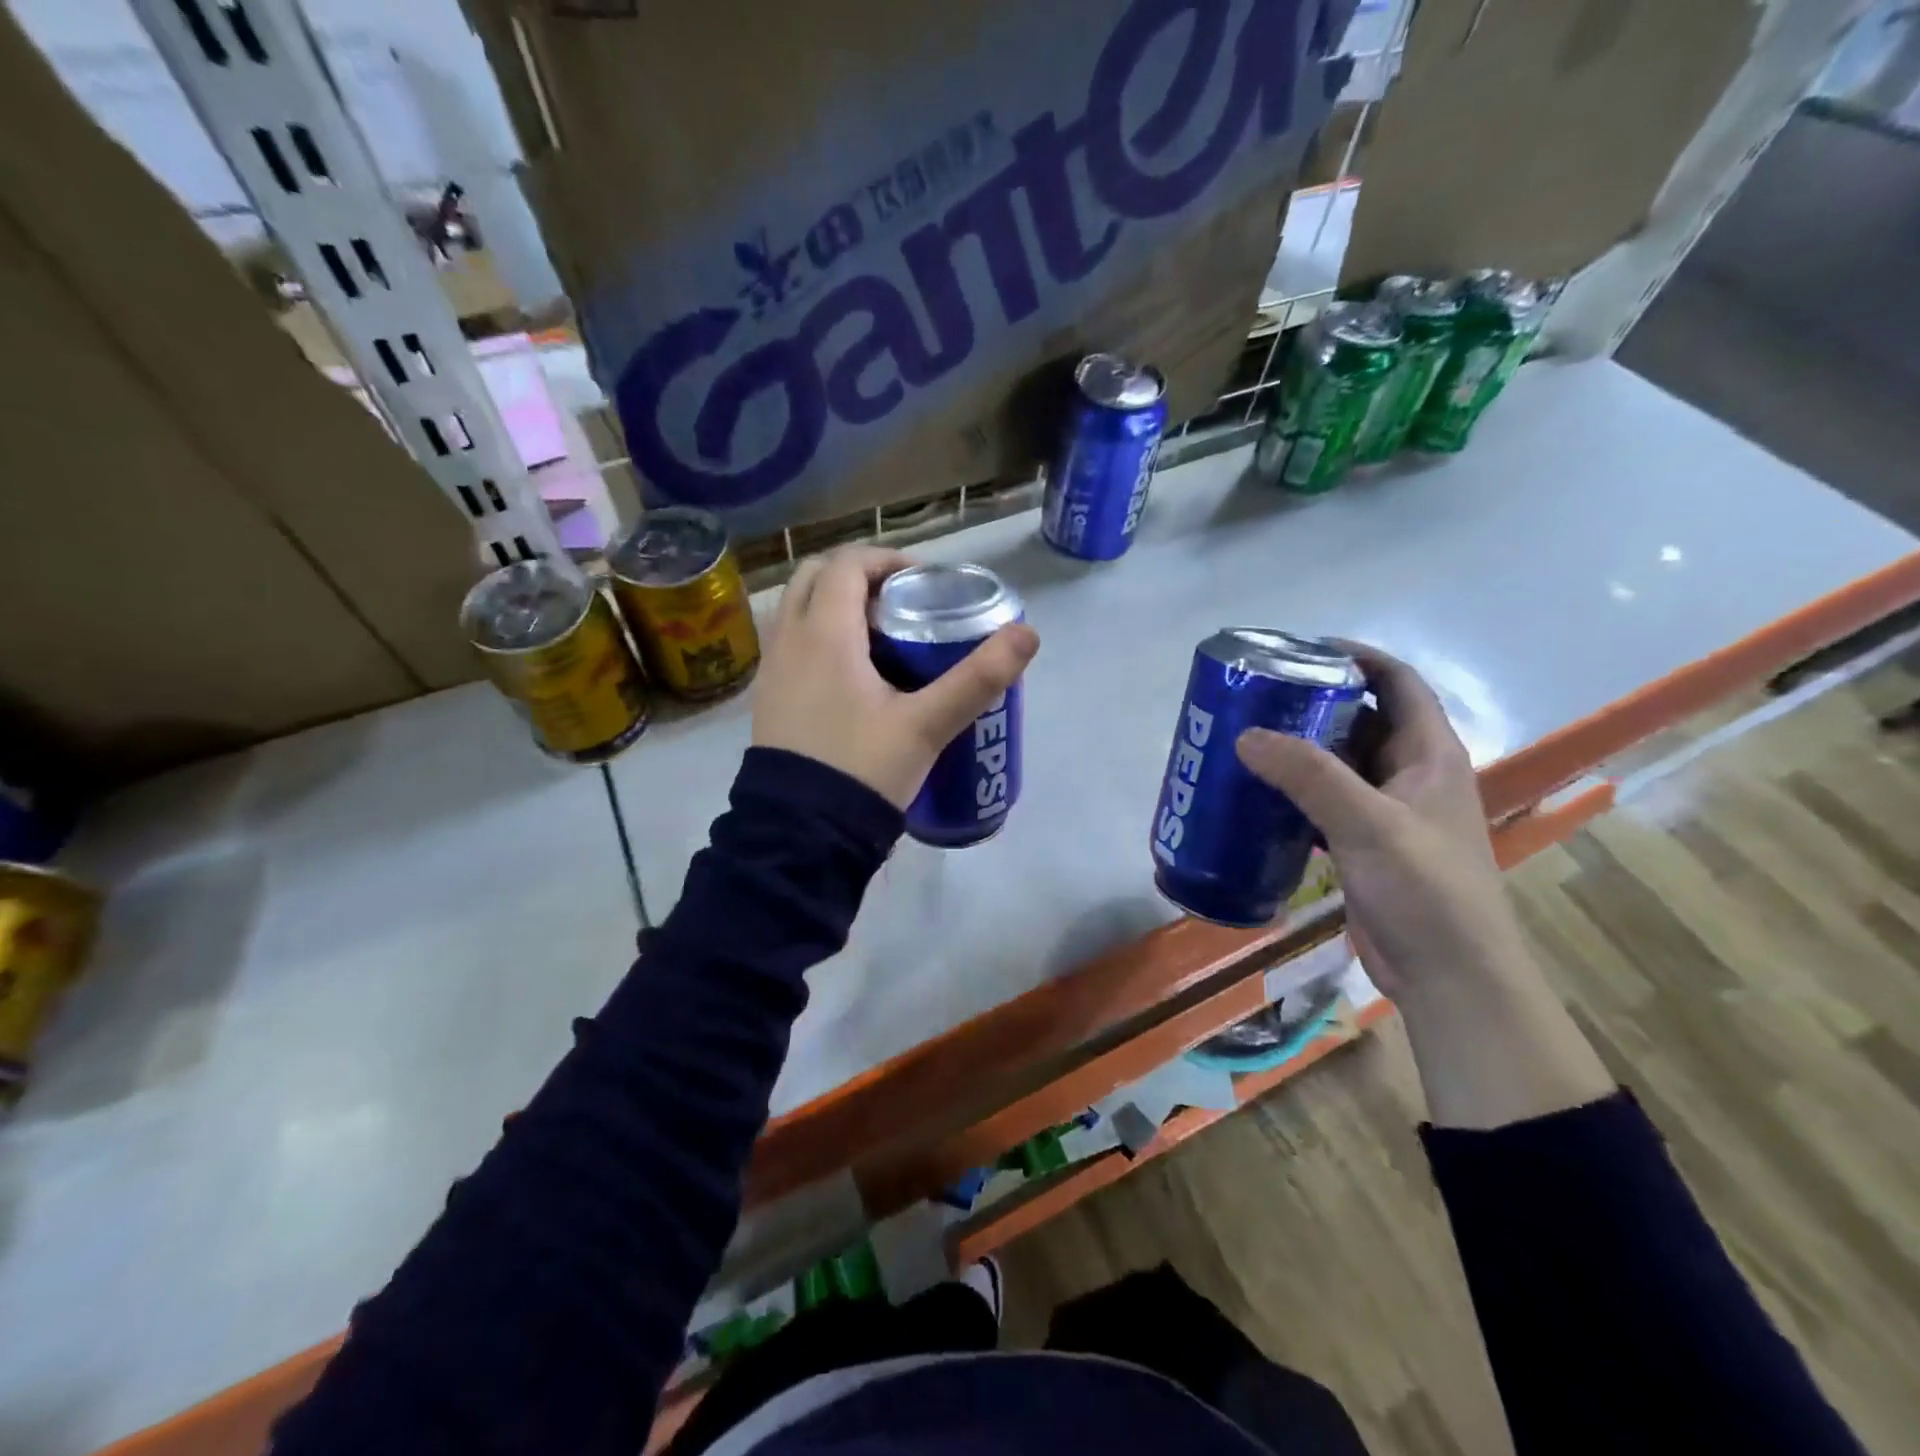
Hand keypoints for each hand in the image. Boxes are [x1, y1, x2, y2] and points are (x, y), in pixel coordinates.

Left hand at [751, 546, 1039, 809]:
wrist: (801, 832)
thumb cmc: (863, 769)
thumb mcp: (927, 725)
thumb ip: (977, 678)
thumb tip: (1028, 634)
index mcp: (824, 633)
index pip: (848, 563)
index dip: (888, 561)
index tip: (924, 583)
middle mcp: (789, 640)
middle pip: (816, 576)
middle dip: (859, 577)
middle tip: (901, 604)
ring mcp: (772, 670)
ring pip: (799, 610)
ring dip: (835, 605)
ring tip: (880, 638)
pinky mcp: (768, 698)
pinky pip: (791, 644)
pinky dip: (818, 637)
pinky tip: (852, 677)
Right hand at [1234, 642, 1522, 1000]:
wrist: (1450, 977)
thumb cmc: (1426, 892)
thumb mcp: (1369, 825)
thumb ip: (1309, 776)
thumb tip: (1246, 734)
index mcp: (1430, 756)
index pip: (1398, 684)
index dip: (1358, 658)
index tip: (1302, 650)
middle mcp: (1410, 776)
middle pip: (1361, 720)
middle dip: (1312, 704)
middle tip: (1256, 698)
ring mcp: (1387, 813)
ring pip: (1338, 764)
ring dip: (1298, 750)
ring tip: (1245, 739)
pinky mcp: (1364, 845)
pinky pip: (1324, 803)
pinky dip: (1293, 793)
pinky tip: (1255, 796)